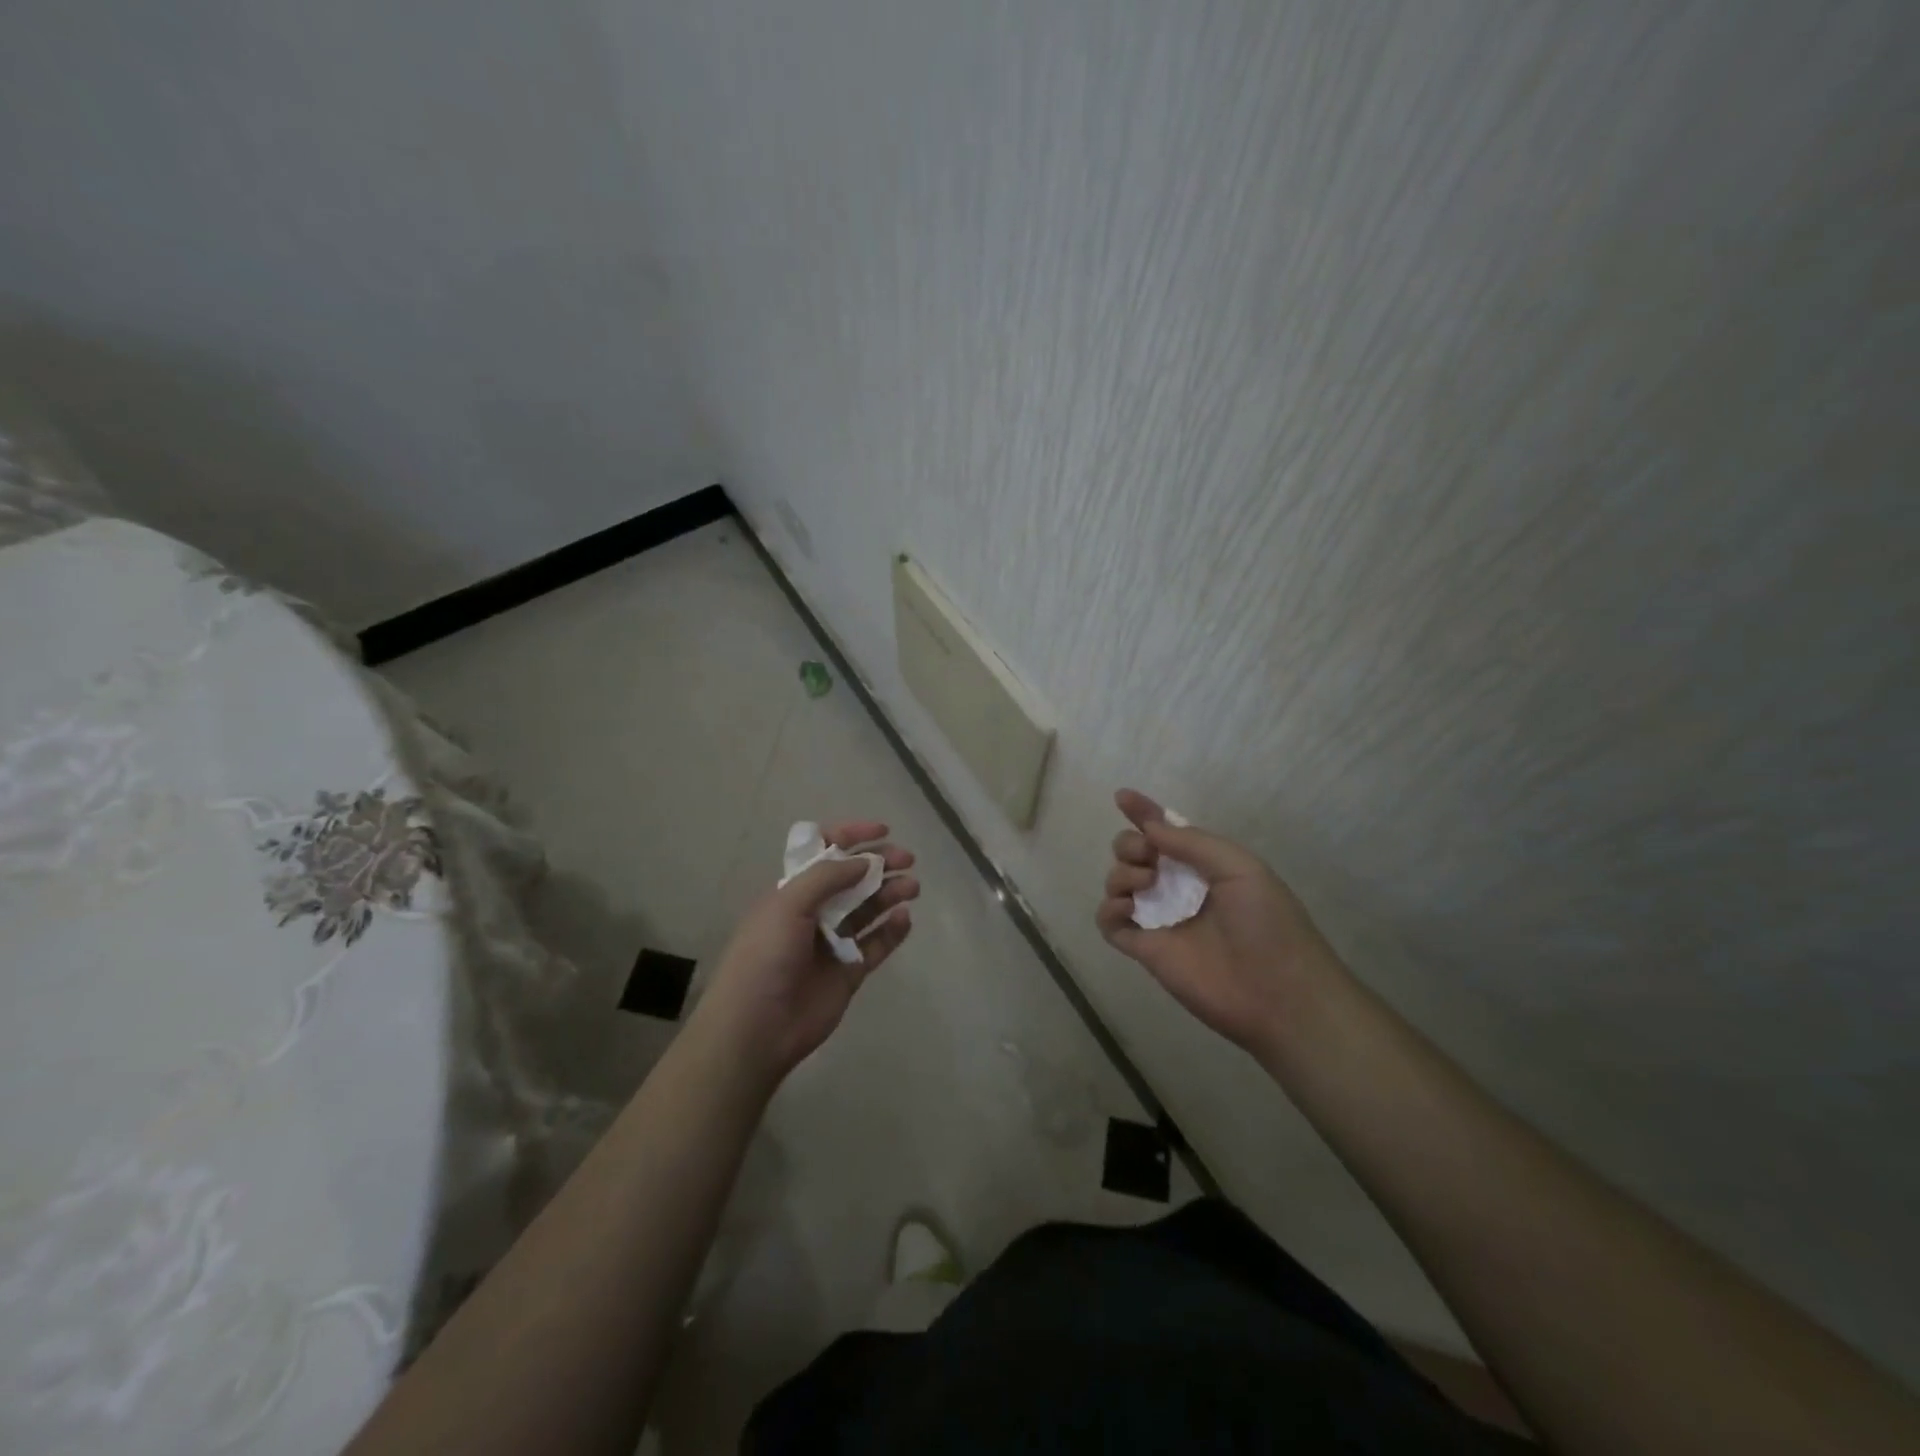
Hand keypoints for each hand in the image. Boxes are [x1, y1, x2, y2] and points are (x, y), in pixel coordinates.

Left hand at [693, 821, 918, 1084]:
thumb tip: (864, 860)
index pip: (824, 852)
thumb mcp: (787, 905)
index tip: (882, 831)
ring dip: (890, 893)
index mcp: (792, 891)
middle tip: (907, 860)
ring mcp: (833, 942)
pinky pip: (877, 944)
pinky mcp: (850, 971)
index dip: (851, 836)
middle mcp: (814, 912)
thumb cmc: (764, 957)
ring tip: (912, 888)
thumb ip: (827, 877)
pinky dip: (892, 930)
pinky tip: (904, 919)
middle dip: (880, 863)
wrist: (755, 1028)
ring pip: (869, 908)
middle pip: (853, 878)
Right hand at [1096, 789, 1340, 1057]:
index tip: (1122, 796)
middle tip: (1148, 857)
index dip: (1143, 812)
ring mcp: (1158, 918)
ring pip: (1117, 881)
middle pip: (1133, 852)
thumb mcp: (1241, 868)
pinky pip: (1108, 921)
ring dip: (1121, 873)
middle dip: (1129, 844)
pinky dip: (1108, 908)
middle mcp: (1177, 887)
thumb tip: (1149, 827)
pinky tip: (1127, 908)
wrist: (1278, 993)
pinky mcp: (1144, 949)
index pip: (1166, 831)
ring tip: (1145, 885)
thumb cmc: (1268, 924)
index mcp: (1203, 865)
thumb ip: (1192, 843)